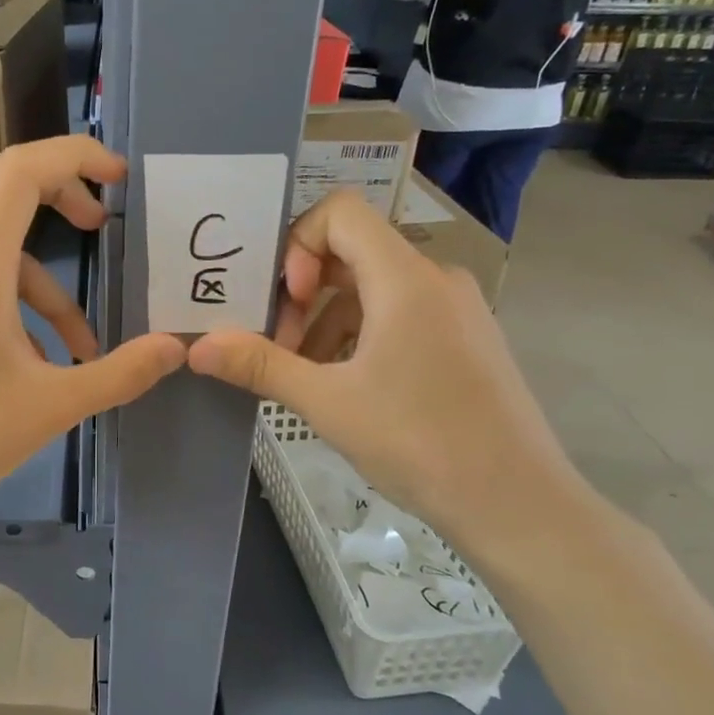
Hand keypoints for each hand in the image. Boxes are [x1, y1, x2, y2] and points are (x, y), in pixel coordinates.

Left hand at [0, 136, 186, 527]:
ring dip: (44, 282)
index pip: (18, 171)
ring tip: (80, 348)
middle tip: (102, 223)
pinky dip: (13, 302)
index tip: (119, 179)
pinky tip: (34, 363)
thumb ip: (122, 372)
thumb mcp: (55, 406)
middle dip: (59, 194)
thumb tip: (176, 348)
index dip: (73, 157)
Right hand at [187, 189, 582, 550]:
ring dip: (329, 322)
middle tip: (281, 349)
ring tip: (308, 377)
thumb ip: (259, 365)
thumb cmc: (418, 441)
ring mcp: (457, 309)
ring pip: (374, 289)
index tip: (287, 303)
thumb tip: (196, 348)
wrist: (516, 502)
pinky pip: (401, 315)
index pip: (340, 212)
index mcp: (405, 278)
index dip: (298, 245)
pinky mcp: (466, 340)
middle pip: (353, 253)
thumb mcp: (326, 402)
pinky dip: (362, 336)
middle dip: (304, 294)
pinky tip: (348, 388)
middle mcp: (436, 279)